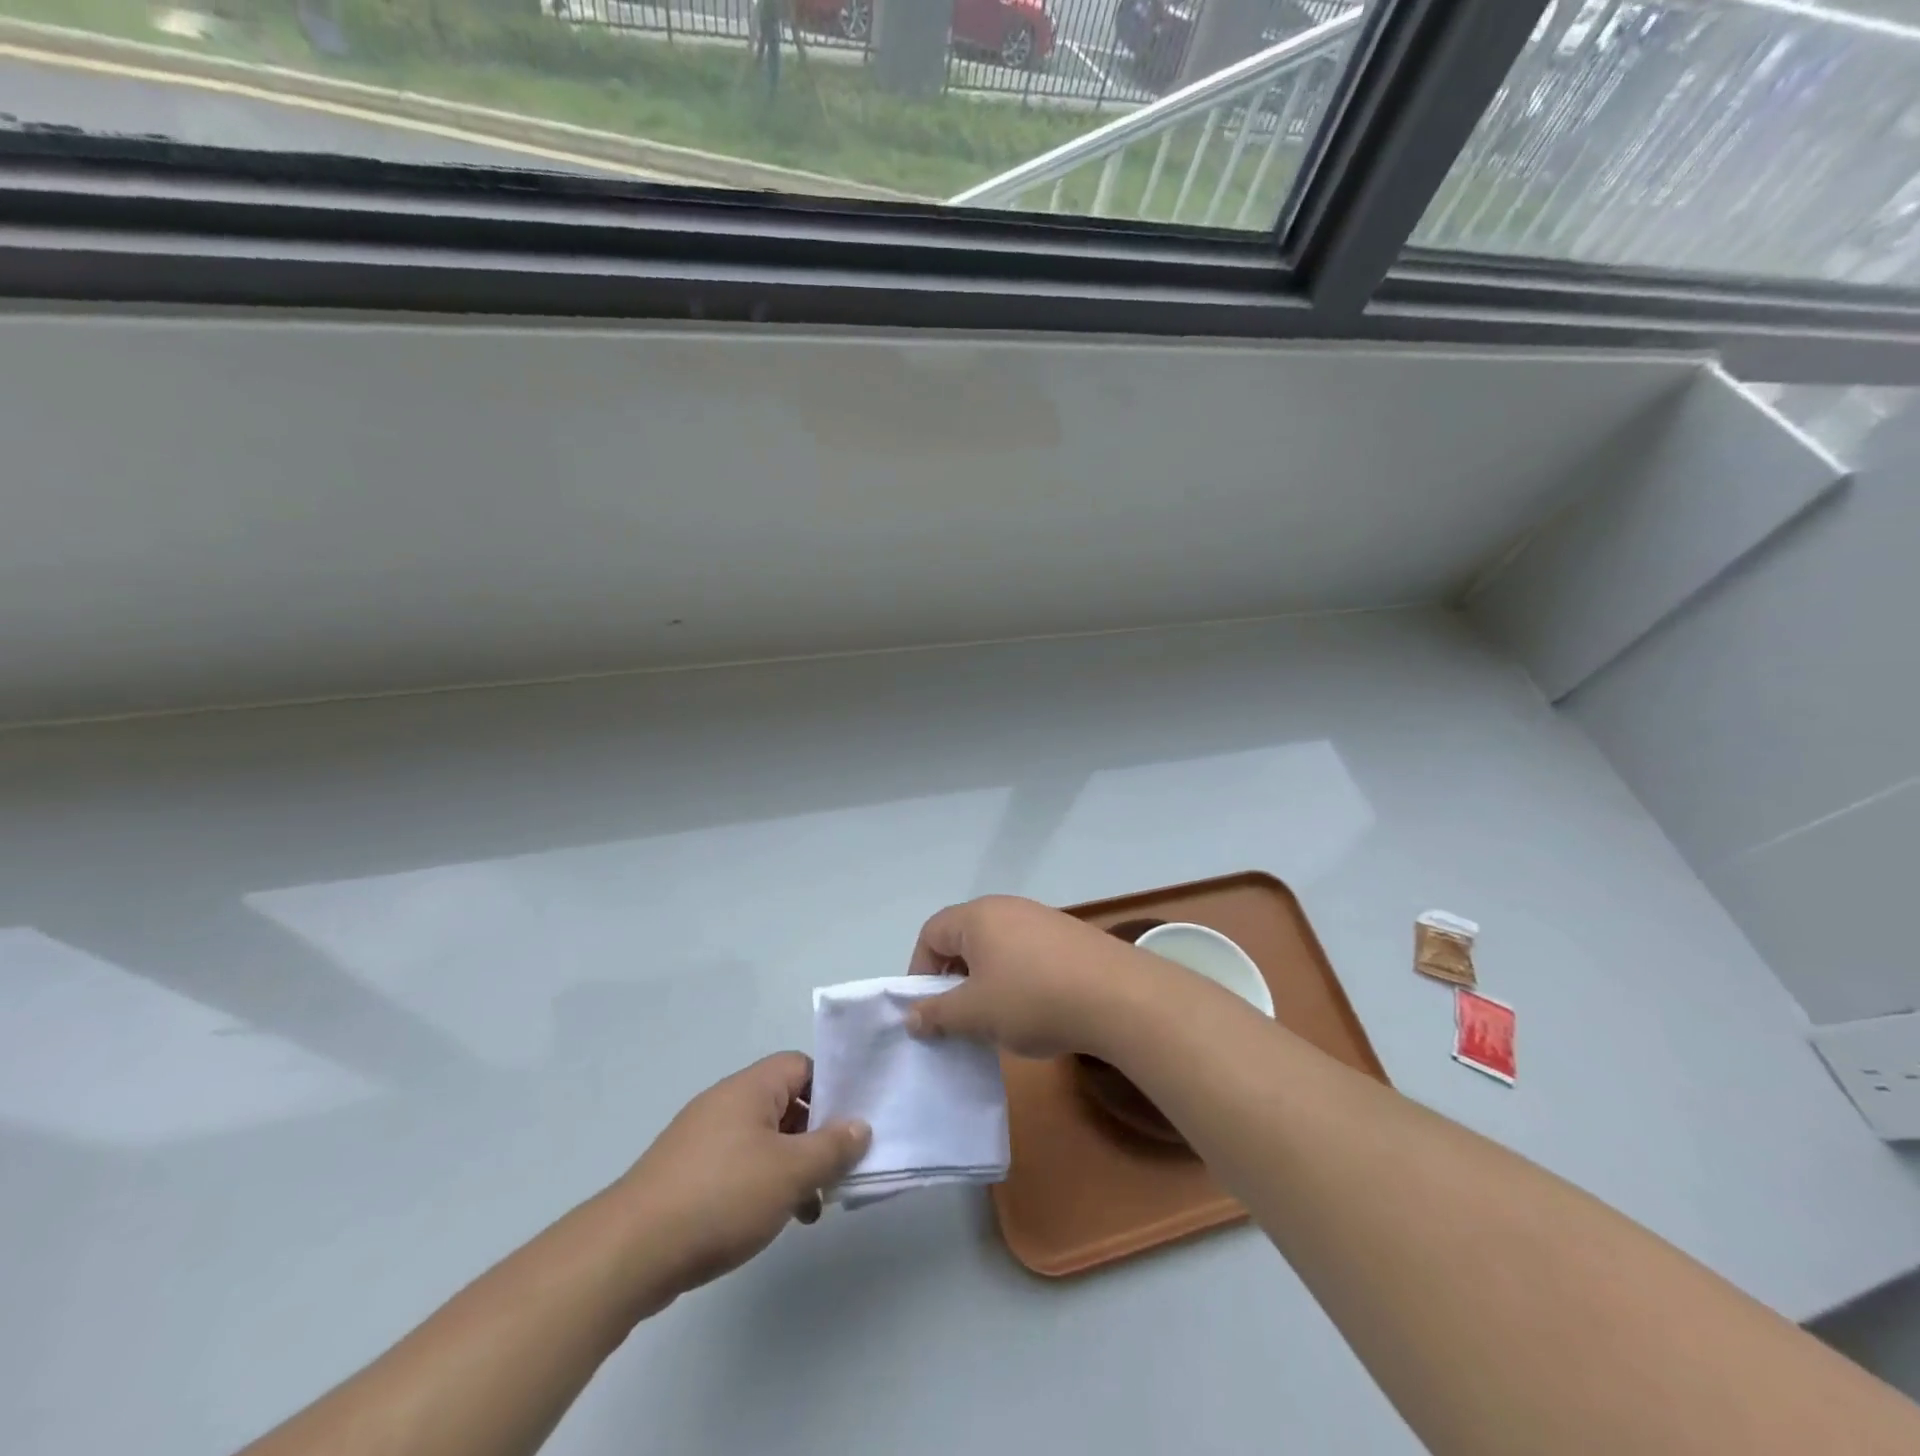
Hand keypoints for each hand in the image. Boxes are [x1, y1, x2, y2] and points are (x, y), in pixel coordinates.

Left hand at [615, 1053, 869, 1307]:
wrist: (630, 1252)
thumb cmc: (721, 1197)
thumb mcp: (791, 1172)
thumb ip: (832, 1147)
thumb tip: (860, 1125)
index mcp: (750, 1088)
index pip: (801, 1066)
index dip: (831, 1089)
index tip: (852, 1123)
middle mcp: (726, 1103)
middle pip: (785, 1103)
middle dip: (815, 1135)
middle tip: (837, 1170)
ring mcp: (703, 1139)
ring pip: (763, 1139)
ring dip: (791, 1166)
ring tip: (810, 1206)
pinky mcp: (687, 1175)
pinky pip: (739, 1165)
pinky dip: (762, 1184)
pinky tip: (771, 1220)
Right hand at [904, 895, 1158, 1057]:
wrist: (1118, 996)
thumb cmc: (1032, 999)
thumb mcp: (975, 1014)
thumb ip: (937, 1013)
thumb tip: (912, 1015)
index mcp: (977, 916)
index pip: (931, 934)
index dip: (920, 972)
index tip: (928, 1010)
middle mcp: (1007, 907)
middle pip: (964, 938)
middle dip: (954, 978)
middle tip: (960, 1017)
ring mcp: (1041, 918)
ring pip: (997, 948)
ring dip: (987, 981)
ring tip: (998, 1019)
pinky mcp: (1069, 935)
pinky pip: (1027, 953)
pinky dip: (1018, 979)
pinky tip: (1035, 1010)